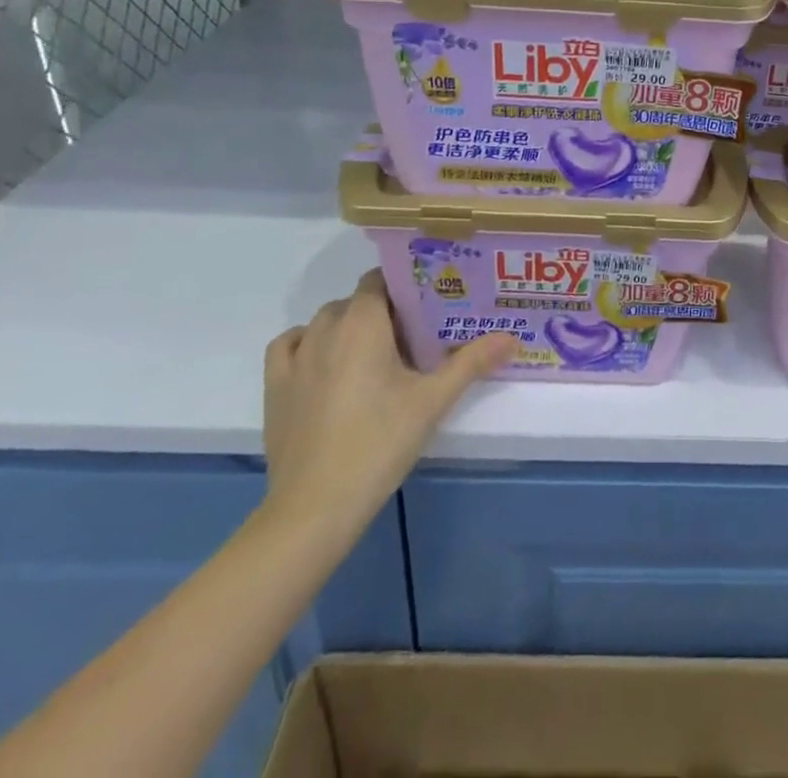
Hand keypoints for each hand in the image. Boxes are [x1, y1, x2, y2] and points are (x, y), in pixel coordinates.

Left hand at [261, 271, 515, 552]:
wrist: (315, 507)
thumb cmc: (379, 442)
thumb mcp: (433, 401)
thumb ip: (472, 362)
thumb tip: (512, 337)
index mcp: (363, 324)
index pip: (379, 281)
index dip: (404, 286)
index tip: (429, 304)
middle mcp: (325, 329)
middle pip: (356, 301)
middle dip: (383, 310)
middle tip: (414, 336)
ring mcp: (295, 358)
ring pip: (325, 321)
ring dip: (349, 326)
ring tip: (375, 353)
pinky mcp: (275, 387)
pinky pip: (291, 345)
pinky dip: (308, 343)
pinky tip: (325, 363)